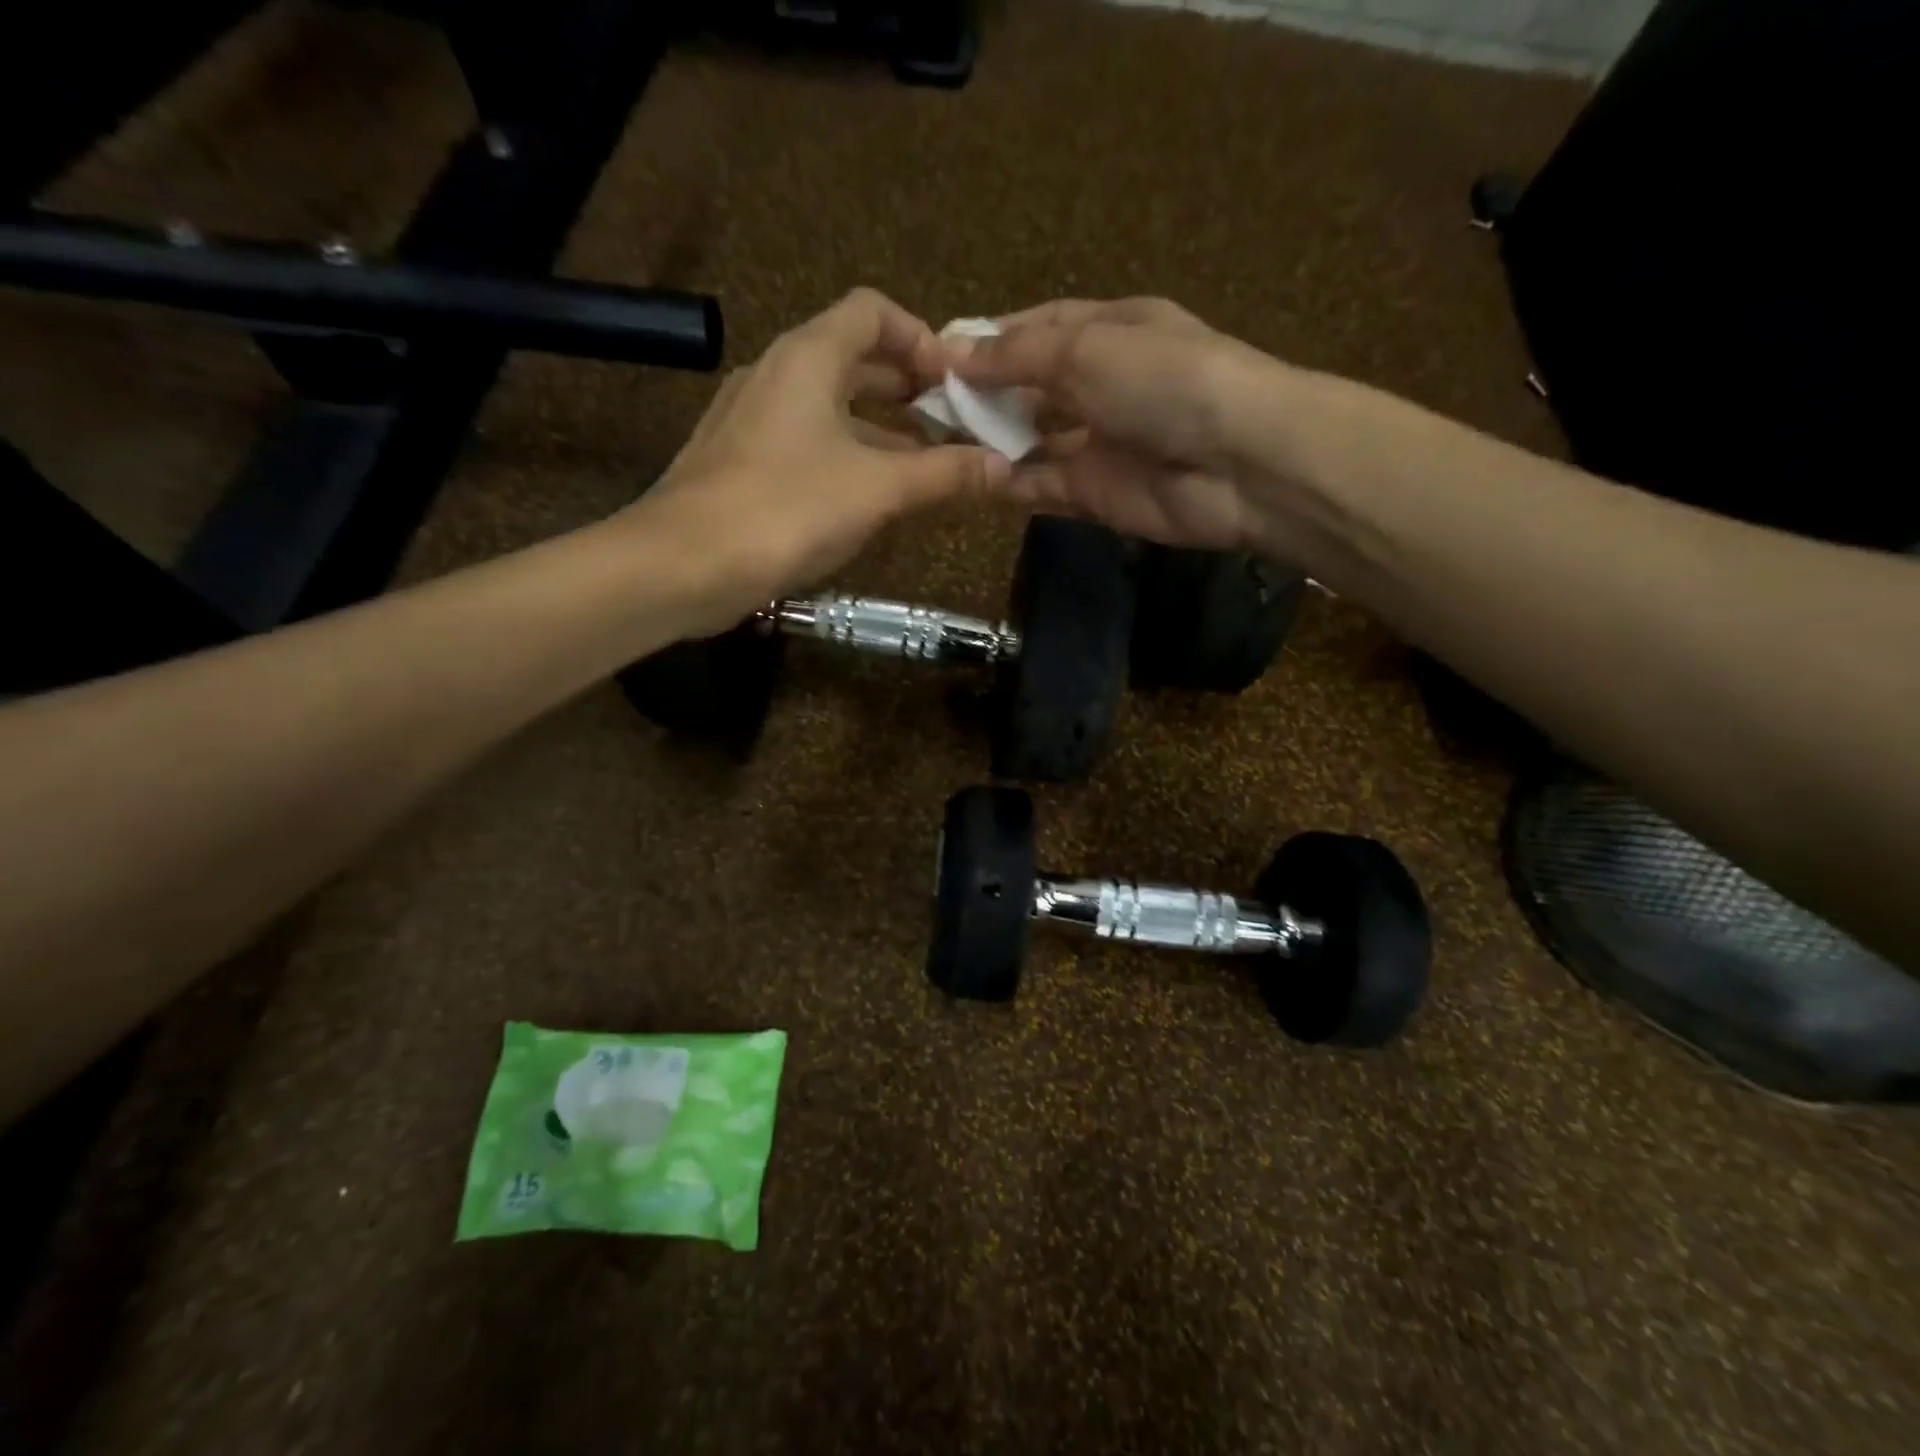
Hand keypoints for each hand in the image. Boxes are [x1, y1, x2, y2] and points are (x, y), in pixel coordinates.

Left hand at [620, 289, 1010, 633]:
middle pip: (853, 359)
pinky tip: (867, 499)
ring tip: (922, 468)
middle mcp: (776, 373)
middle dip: (907, 390)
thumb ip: (944, 474)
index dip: (920, 337)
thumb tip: (1004, 468)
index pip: (872, 311)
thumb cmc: (787, 509)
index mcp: (809, 356)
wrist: (683, 563)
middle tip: (951, 427)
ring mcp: (751, 418)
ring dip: (879, 430)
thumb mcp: (878, 489)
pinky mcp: (738, 461)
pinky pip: (804, 442)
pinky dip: (844, 456)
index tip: (954, 385)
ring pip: (829, 407)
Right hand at [947, 298, 1272, 551]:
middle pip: (1031, 386)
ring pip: (1033, 439)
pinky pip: (1043, 485)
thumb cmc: (1164, 379)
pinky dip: (1011, 484)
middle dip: (984, 394)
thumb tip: (951, 351)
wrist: (1236, 462)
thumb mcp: (1086, 348)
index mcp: (1110, 329)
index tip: (937, 353)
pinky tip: (972, 478)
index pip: (1038, 327)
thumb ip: (1017, 356)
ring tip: (937, 442)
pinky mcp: (1096, 492)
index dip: (990, 339)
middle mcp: (1102, 383)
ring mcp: (1099, 441)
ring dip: (992, 440)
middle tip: (926, 405)